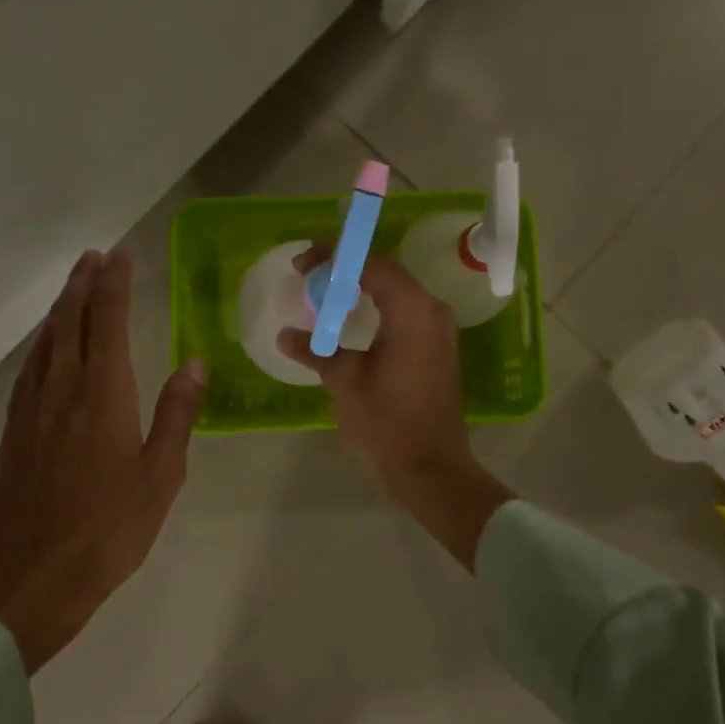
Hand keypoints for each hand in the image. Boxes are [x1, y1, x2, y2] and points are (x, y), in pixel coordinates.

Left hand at [0, 249, 205, 670]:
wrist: (31, 576)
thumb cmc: (108, 529)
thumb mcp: (160, 476)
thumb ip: (177, 414)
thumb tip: (193, 363)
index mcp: (104, 395)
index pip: (109, 322)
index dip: (115, 285)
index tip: (120, 256)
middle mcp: (63, 390)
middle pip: (70, 322)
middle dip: (82, 285)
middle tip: (93, 257)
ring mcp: (31, 410)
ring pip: (45, 343)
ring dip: (60, 309)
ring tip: (72, 287)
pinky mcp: (13, 431)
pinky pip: (29, 370)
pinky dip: (42, 344)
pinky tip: (46, 348)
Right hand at [277, 251, 511, 569]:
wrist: (430, 466)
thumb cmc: (386, 421)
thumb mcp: (344, 381)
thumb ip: (315, 350)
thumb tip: (285, 336)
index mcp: (412, 310)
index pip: (372, 264)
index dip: (334, 257)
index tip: (303, 261)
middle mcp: (432, 310)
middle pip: (386, 271)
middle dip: (346, 267)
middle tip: (308, 272)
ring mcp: (439, 328)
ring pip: (397, 289)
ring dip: (362, 285)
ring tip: (324, 290)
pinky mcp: (438, 345)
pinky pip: (405, 309)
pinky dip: (377, 304)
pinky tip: (351, 315)